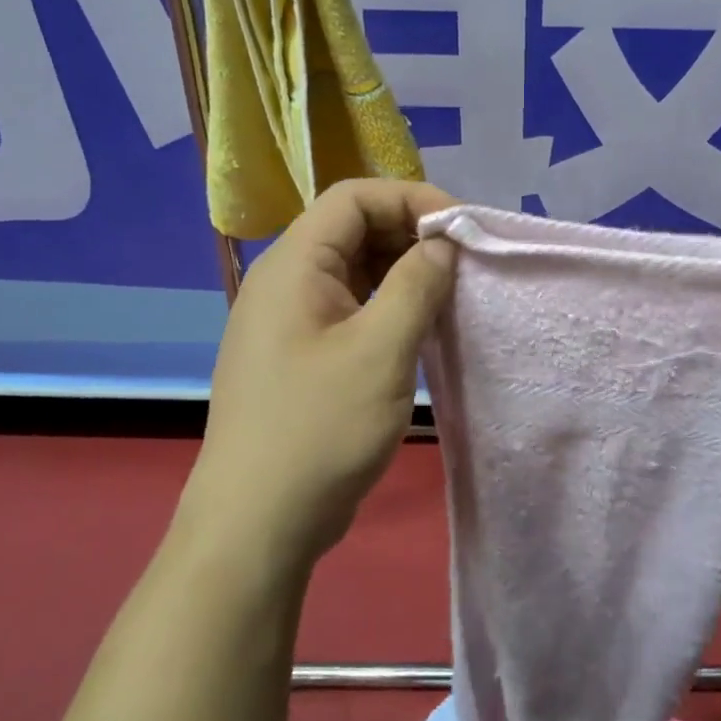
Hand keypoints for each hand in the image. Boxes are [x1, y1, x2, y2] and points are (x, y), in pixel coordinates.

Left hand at [184, 179, 457, 573]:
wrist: (257, 523)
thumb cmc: (319, 428)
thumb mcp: (381, 350)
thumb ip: (416, 285)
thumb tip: (441, 244)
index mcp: (294, 265)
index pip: (353, 197)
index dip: (410, 199)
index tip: (461, 228)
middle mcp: (286, 281)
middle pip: (353, 228)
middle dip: (411, 234)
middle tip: (463, 262)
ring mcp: (290, 319)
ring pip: (354, 269)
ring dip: (403, 270)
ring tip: (449, 291)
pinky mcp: (300, 353)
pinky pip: (349, 306)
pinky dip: (387, 303)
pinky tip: (420, 325)